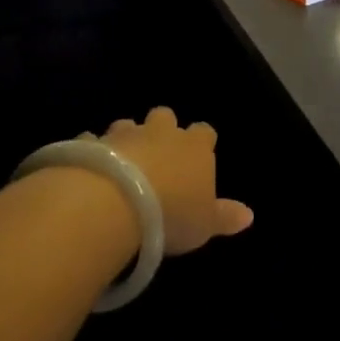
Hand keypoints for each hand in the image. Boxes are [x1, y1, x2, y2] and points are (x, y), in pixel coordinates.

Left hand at [95, 107, 252, 254]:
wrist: (116, 202)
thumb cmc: (172, 213)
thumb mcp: (205, 224)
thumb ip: (225, 217)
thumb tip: (249, 214)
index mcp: (194, 147)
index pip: (204, 132)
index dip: (202, 141)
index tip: (200, 154)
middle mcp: (160, 132)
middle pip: (165, 116)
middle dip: (162, 128)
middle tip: (159, 151)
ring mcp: (124, 135)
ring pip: (127, 124)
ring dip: (127, 137)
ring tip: (123, 160)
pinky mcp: (92, 144)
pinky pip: (93, 141)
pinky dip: (94, 150)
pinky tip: (90, 166)